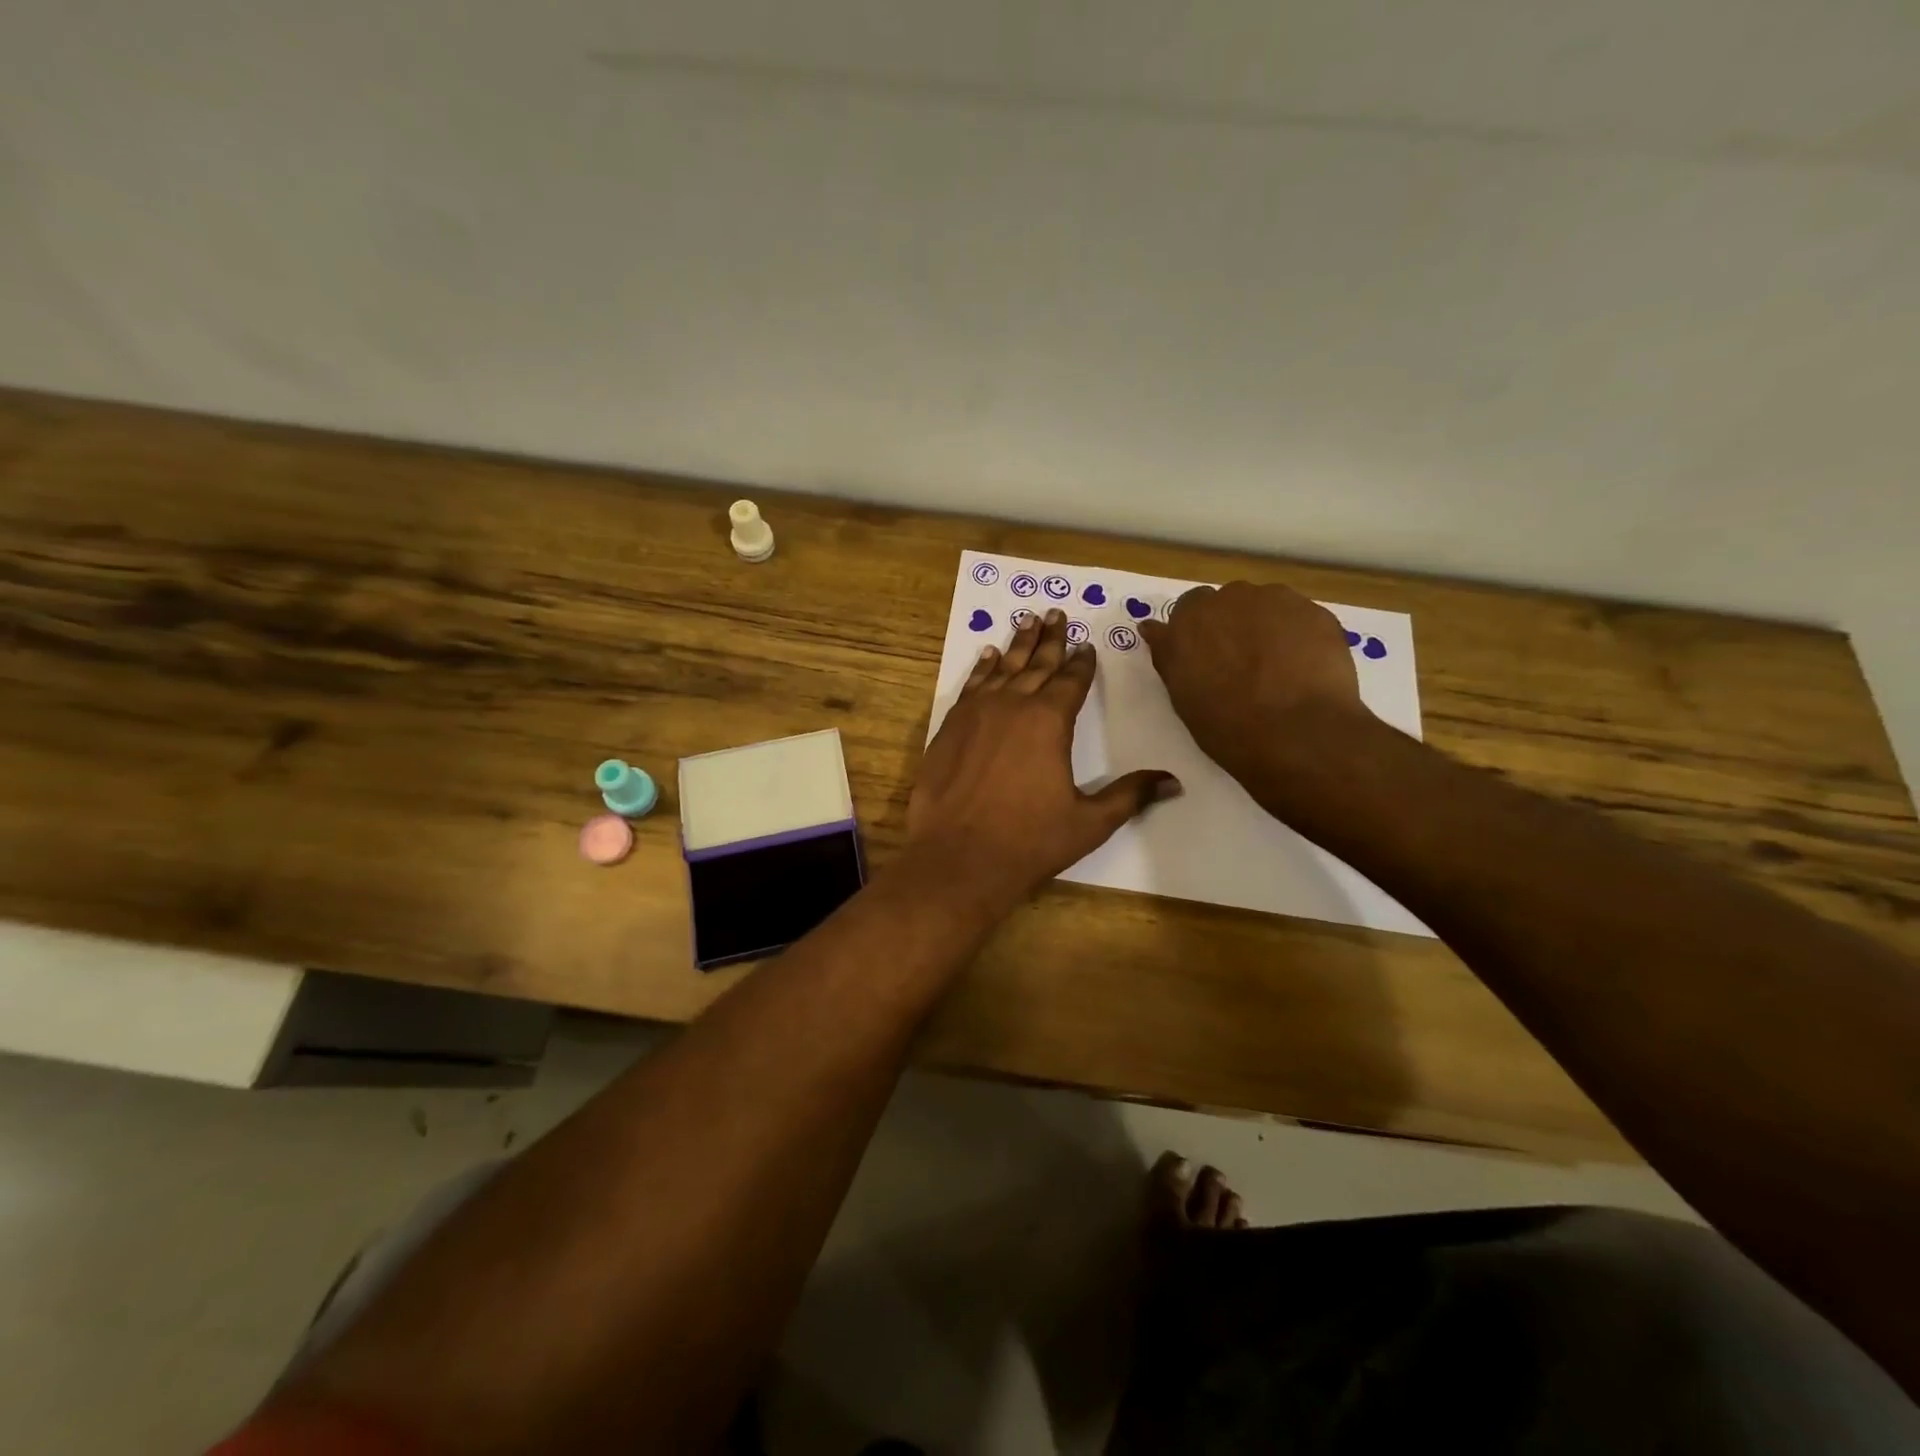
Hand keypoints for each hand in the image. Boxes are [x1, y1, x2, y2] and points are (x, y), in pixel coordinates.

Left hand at [907, 610, 1178, 909]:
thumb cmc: (1028, 842)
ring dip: (1017, 644)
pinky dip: (982, 668)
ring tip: (1027, 619)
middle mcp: (1012, 705)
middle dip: (1050, 639)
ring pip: (1002, 668)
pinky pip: (970, 685)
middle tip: (1057, 613)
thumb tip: (1174, 782)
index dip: (1081, 663)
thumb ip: (1130, 796)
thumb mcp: (1088, 822)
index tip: (1086, 645)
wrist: (957, 858)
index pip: (1071, 681)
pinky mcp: (949, 727)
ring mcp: (976, 713)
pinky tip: (988, 655)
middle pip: (1037, 664)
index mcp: (1049, 721)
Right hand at [1138, 581, 1365, 787]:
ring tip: (1277, 667)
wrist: (1297, 734)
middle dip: (1233, 625)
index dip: (1199, 632)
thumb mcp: (1182, 694)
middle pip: (1229, 602)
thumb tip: (1152, 628)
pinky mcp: (1316, 612)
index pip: (1189, 608)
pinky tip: (1304, 668)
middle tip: (1242, 664)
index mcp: (1190, 619)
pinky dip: (1299, 636)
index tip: (1205, 657)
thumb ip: (1168, 654)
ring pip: (1267, 606)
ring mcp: (1277, 601)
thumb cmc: (1227, 725)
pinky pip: (1300, 618)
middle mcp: (1230, 598)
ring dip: (1267, 626)